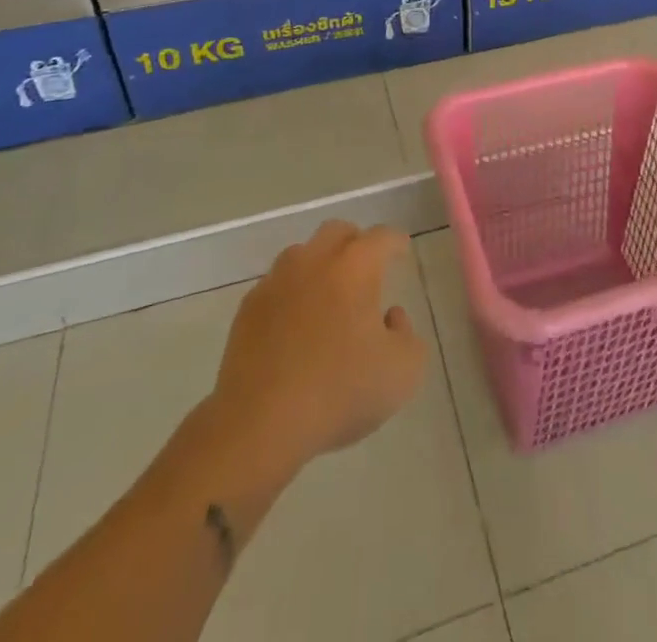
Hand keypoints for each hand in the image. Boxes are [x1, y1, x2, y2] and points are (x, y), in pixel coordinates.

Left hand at [204, 221, 425, 474]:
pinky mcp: (248, 309)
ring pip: (302, 255)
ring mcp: (276, 282)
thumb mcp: (403, 372)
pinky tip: (295, 324)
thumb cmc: (339, 392)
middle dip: (355, 242)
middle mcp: (315, 261)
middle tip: (366, 267)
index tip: (401, 251)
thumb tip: (390, 317)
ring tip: (328, 296)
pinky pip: (276, 286)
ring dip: (319, 265)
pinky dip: (291, 294)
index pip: (382, 237)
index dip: (395, 242)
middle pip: (337, 231)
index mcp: (355, 267)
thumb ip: (407, 335)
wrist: (260, 424)